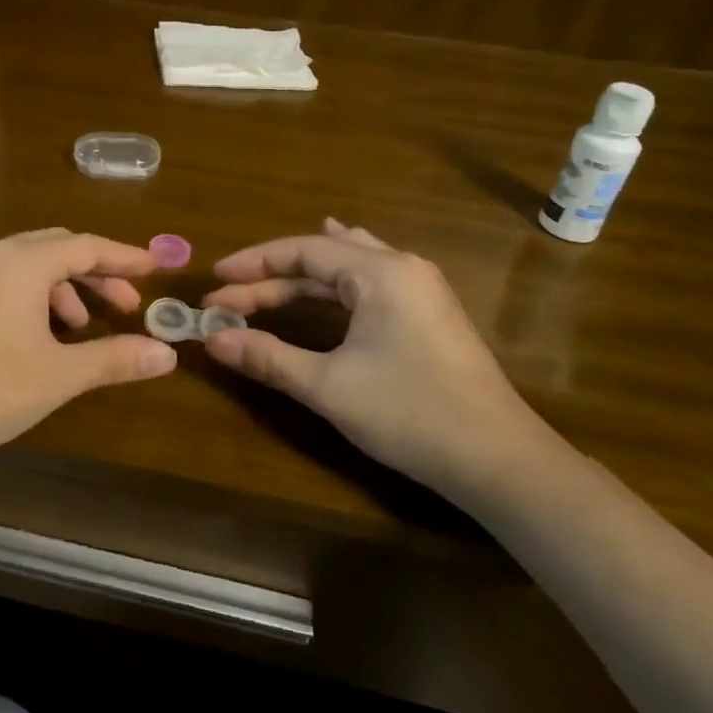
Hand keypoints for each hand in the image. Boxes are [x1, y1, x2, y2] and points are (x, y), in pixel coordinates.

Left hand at [0, 228, 177, 483]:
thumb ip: (115, 358)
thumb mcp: (60, 375)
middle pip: (55, 249)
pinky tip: (29, 323)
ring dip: (59, 288)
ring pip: (24, 264)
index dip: (123, 257)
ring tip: (78, 329)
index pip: (85, 246)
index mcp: (21, 261)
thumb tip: (166, 354)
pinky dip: (25, 294)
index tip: (154, 267)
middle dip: (95, 274)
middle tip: (125, 306)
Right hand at [202, 219, 557, 499]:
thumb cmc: (410, 414)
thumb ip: (267, 357)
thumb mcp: (328, 386)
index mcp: (380, 272)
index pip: (302, 251)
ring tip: (271, 267)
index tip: (214, 282)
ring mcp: (421, 291)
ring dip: (303, 277)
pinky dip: (336, 282)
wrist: (500, 462)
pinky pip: (370, 282)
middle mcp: (402, 268)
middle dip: (271, 279)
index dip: (253, 264)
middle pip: (323, 259)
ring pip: (348, 267)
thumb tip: (212, 341)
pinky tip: (332, 282)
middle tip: (227, 301)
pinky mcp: (429, 316)